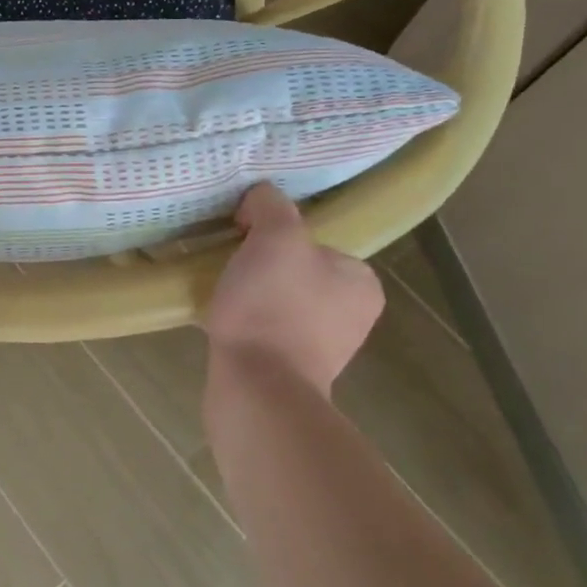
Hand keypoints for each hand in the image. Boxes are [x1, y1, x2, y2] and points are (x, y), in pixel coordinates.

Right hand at [203, 183, 383, 393]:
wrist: (257, 387)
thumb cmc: (273, 306)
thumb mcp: (276, 235)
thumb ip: (271, 205)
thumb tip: (259, 199)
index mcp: (362, 282)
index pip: (316, 241)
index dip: (276, 235)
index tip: (245, 240)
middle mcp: (353, 316)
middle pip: (295, 271)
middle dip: (263, 267)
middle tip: (231, 267)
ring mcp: (325, 350)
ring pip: (280, 302)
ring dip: (253, 296)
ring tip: (224, 296)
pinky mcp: (294, 373)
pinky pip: (267, 332)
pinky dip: (247, 324)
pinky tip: (227, 324)